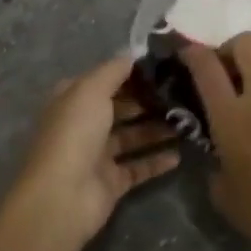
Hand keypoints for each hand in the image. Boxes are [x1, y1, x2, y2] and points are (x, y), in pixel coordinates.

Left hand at [6, 55, 180, 250]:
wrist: (62, 196)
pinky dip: (157, 161)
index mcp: (73, 99)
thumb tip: (133, 53)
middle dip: (148, 100)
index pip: (105, 80)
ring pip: (132, 137)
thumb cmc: (75, 133)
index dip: (130, 73)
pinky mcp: (112, 182)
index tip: (163, 66)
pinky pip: (138, 167)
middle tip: (183, 93)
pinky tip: (180, 154)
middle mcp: (84, 124)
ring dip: (157, 129)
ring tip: (188, 120)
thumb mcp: (91, 90)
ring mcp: (98, 155)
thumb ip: (113, 70)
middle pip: (121, 108)